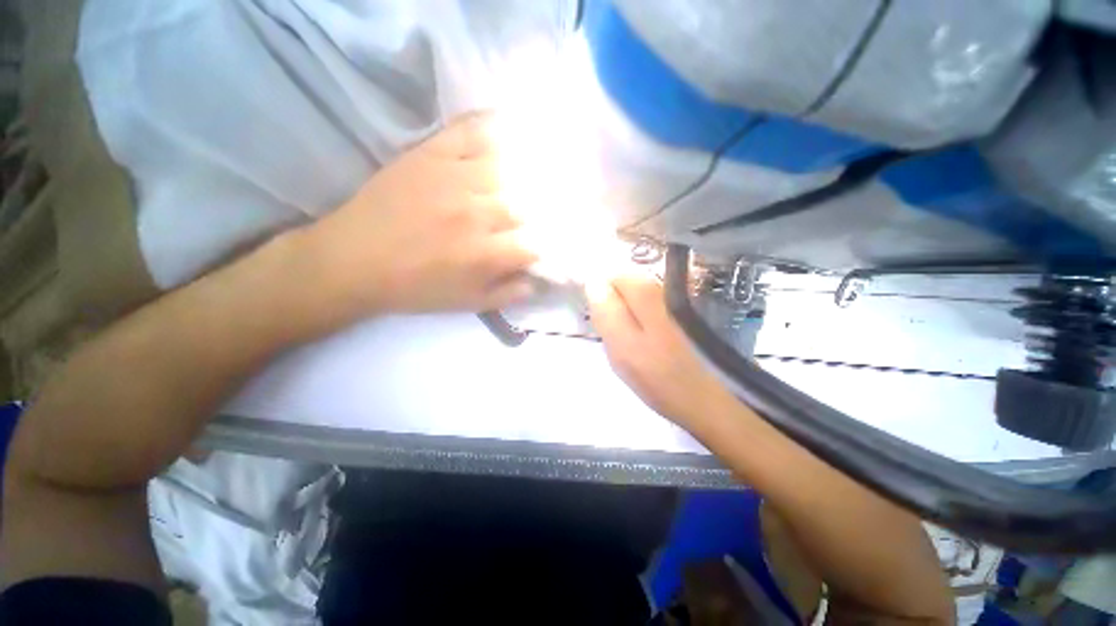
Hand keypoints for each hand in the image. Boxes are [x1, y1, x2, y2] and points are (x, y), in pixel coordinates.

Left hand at [304, 113, 537, 319]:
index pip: (534, 244)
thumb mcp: (467, 303)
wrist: (354, 261)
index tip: (532, 249)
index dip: (538, 248)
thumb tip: (538, 282)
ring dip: (516, 179)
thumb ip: (508, 294)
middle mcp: (475, 214)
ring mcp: (453, 178)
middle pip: (524, 207)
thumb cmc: (415, 288)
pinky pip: (469, 131)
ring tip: (517, 183)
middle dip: (529, 217)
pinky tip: (503, 128)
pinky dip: (490, 126)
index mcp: (484, 255)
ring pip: (506, 169)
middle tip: (521, 220)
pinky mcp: (429, 154)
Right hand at [587, 272, 739, 427]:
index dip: (597, 292)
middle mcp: (660, 289)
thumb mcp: (622, 345)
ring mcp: (670, 303)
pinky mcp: (675, 318)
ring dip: (622, 315)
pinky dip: (635, 322)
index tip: (595, 319)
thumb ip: (606, 311)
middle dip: (609, 304)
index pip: (610, 275)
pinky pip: (644, 311)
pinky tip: (638, 344)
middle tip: (608, 335)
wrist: (702, 401)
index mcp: (645, 292)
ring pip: (633, 299)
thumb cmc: (657, 375)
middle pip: (622, 285)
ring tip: (622, 343)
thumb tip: (593, 282)